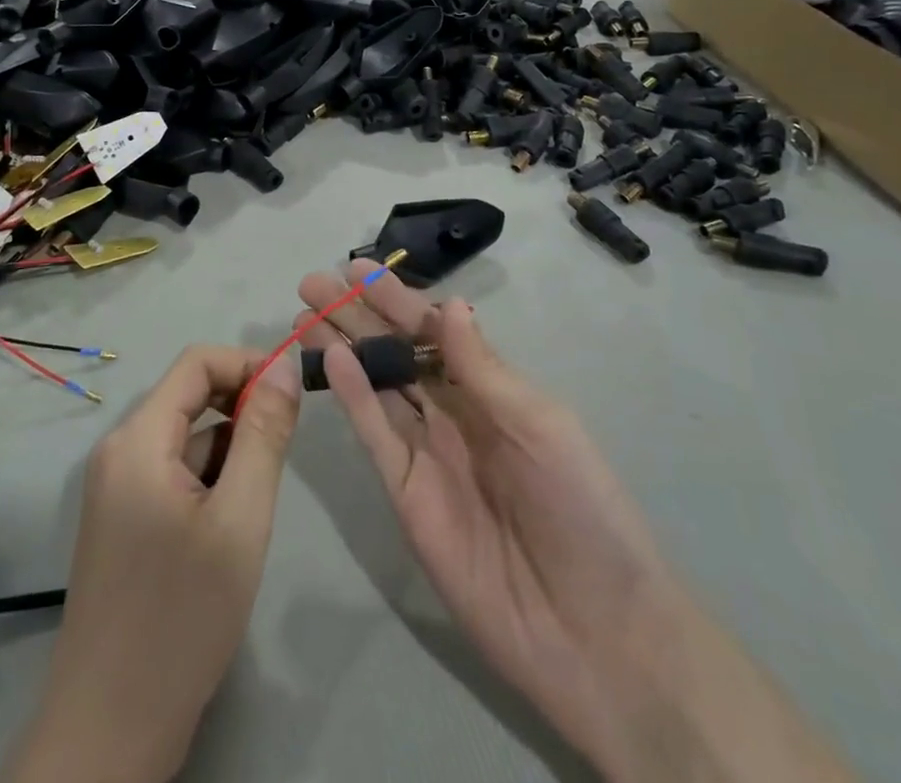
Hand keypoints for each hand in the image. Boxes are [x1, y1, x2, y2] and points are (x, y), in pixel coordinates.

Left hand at [1, 346, 299, 782]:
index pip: (197, 362)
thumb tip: (283, 365)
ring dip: (228, 453)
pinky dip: (208, 482)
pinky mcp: (122, 520)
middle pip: (190, 398)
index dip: (248, 364)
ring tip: (251, 512)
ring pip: (186, 440)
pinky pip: (173, 473)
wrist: (110, 731)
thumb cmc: (181, 618)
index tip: (293, 395)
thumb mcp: (240, 519)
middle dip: (242, 412)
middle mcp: (119, 451)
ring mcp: (116, 488)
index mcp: (138, 439)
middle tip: (281, 456)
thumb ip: (264, 434)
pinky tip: (225, 534)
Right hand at [296, 264, 673, 777]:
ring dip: (343, 349)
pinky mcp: (406, 495)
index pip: (435, 332)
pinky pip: (376, 435)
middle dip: (357, 316)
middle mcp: (454, 413)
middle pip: (396, 353)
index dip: (397, 299)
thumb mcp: (539, 425)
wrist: (594, 632)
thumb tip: (450, 302)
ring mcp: (427, 454)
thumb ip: (483, 369)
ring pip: (377, 386)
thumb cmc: (581, 509)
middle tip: (313, 285)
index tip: (358, 268)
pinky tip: (331, 361)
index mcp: (492, 390)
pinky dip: (353, 397)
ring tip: (306, 315)